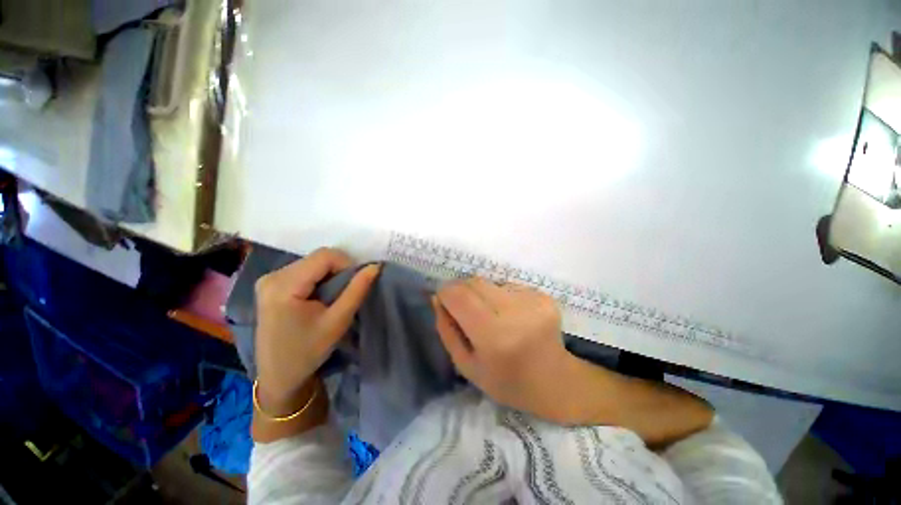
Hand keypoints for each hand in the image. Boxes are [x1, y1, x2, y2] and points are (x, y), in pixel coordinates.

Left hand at [255, 248, 379, 415]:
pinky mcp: (271, 284)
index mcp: (283, 286)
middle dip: (339, 270)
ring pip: (312, 262)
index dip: (347, 264)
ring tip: (333, 298)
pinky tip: (320, 297)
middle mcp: (272, 276)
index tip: (355, 285)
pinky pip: (304, 270)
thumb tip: (375, 266)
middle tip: (345, 293)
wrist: (279, 376)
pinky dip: (320, 278)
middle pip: (317, 258)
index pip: (324, 256)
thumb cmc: (308, 352)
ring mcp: (268, 280)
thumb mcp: (338, 321)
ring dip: (330, 275)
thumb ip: (357, 290)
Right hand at [433, 277, 574, 421]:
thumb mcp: (466, 365)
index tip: (445, 302)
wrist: (555, 381)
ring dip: (482, 294)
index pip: (458, 295)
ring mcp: (532, 300)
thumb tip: (437, 297)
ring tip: (491, 315)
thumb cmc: (506, 381)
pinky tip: (510, 315)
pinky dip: (501, 296)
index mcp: (493, 336)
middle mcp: (514, 312)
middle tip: (465, 310)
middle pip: (474, 282)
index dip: (446, 293)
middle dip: (461, 291)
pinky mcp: (542, 295)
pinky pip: (507, 285)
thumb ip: (446, 330)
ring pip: (489, 282)